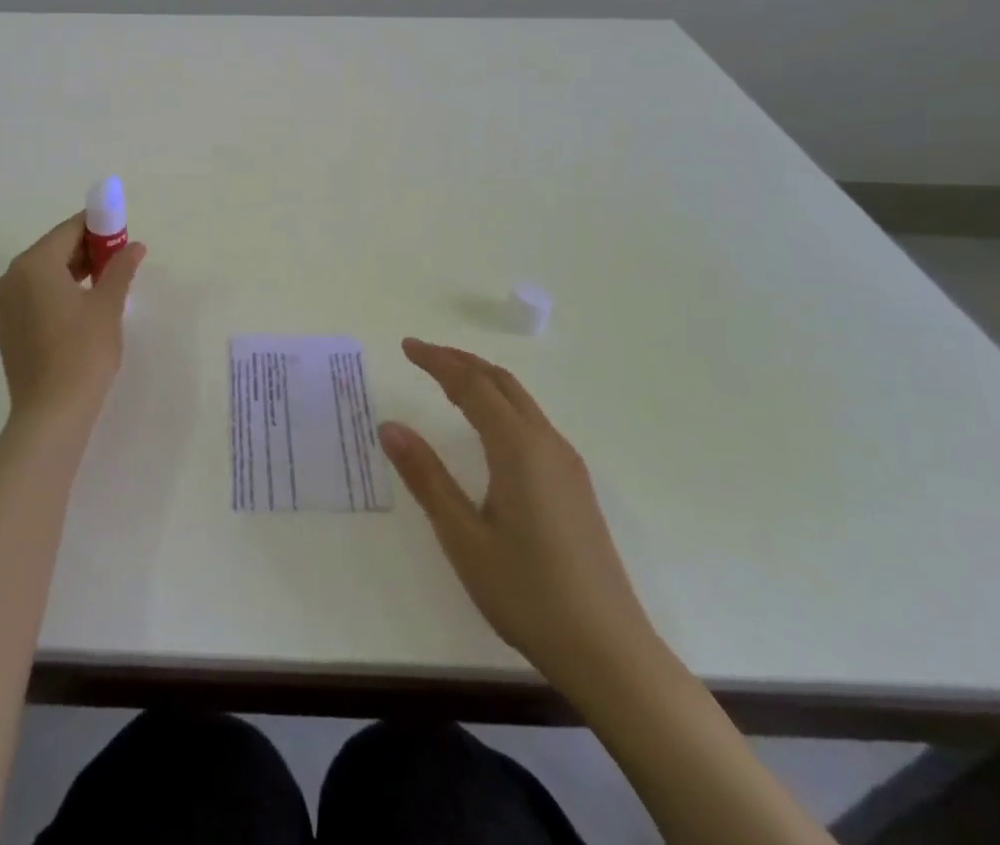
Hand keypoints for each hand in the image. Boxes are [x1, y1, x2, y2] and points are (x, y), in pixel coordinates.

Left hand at [0, 216, 144, 426]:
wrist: (51, 413)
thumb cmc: (82, 351)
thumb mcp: (107, 305)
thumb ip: (120, 268)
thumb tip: (134, 246)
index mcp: (33, 264)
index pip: (69, 230)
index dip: (98, 228)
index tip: (122, 235)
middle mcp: (10, 277)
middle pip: (53, 250)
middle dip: (86, 251)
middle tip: (118, 262)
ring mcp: (3, 304)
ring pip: (42, 274)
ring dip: (72, 272)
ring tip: (104, 286)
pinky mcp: (5, 328)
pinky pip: (33, 296)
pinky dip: (55, 293)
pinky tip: (80, 310)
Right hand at [380, 339, 660, 699]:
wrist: (609, 652)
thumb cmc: (528, 593)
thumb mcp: (463, 537)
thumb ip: (426, 477)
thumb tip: (389, 426)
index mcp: (518, 449)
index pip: (472, 385)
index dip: (437, 361)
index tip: (407, 346)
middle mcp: (546, 444)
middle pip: (501, 382)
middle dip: (460, 361)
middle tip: (423, 354)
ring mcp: (567, 464)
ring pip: (520, 401)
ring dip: (483, 380)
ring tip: (448, 380)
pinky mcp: (575, 486)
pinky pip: (532, 422)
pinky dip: (501, 404)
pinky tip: (488, 427)